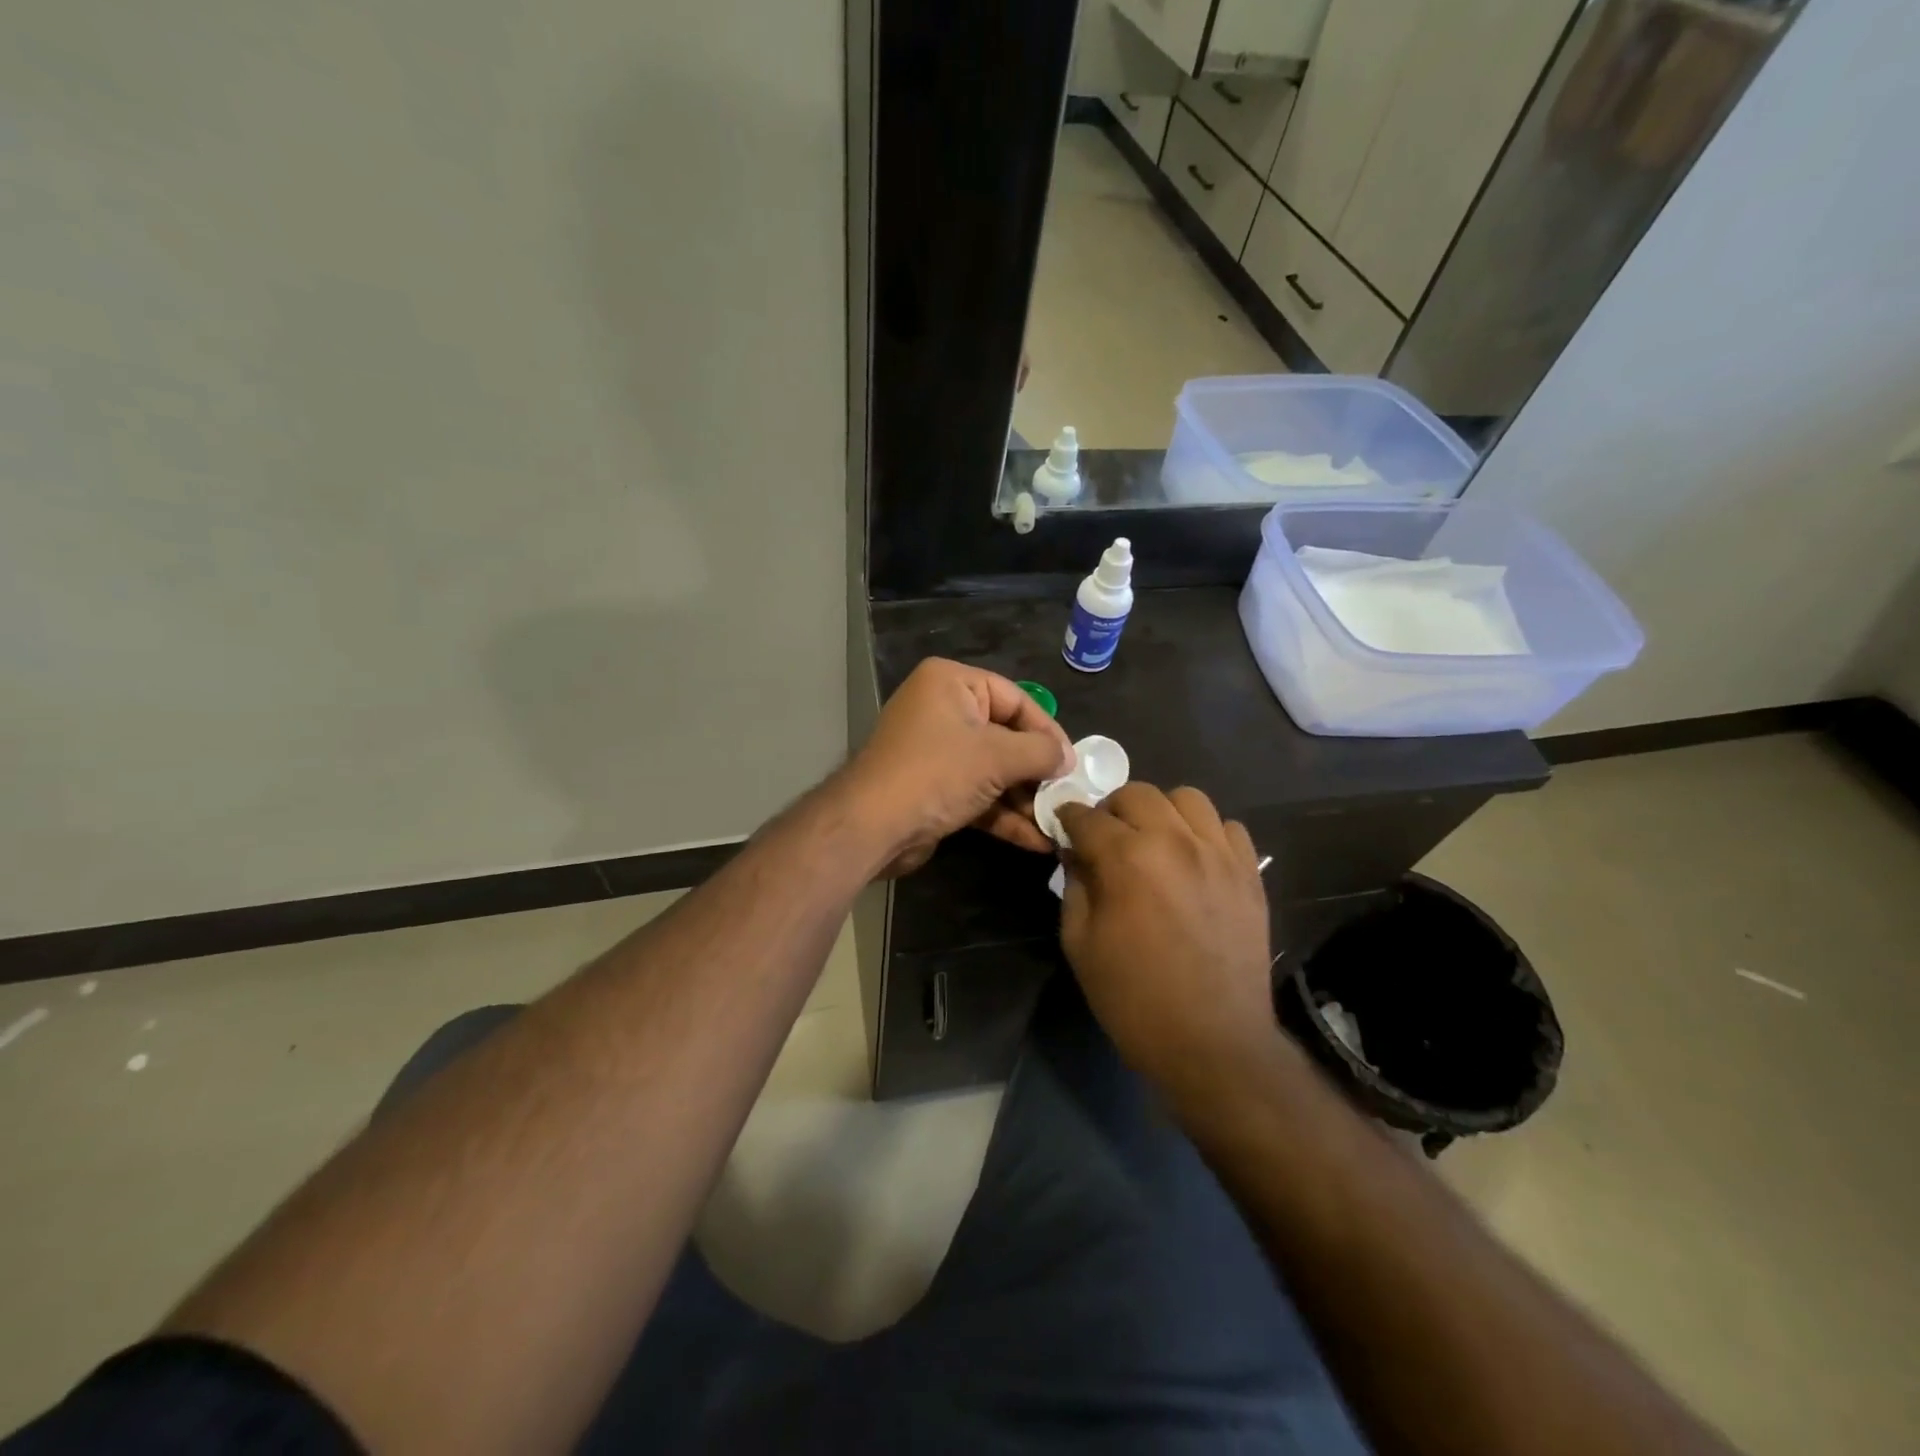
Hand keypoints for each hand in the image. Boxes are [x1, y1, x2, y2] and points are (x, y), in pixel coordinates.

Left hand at [840, 659, 1074, 875]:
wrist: (872, 826)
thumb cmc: (936, 773)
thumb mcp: (996, 756)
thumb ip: (1040, 752)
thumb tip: (1068, 759)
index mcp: (951, 683)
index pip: (1015, 698)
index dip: (1048, 730)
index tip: (1073, 762)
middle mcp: (942, 710)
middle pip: (1005, 736)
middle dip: (1037, 771)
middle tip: (1068, 794)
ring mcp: (936, 752)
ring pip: (993, 770)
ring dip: (1025, 799)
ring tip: (1059, 822)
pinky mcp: (934, 788)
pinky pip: (978, 794)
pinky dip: (1004, 815)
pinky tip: (1036, 840)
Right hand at [1056, 784, 1275, 1089]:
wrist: (1212, 1043)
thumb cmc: (1134, 999)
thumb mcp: (1080, 944)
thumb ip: (1075, 886)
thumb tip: (1076, 854)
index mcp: (1127, 859)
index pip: (1087, 817)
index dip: (1067, 818)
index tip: (1062, 826)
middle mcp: (1175, 842)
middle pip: (1137, 794)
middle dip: (1111, 809)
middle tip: (1105, 838)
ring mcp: (1219, 854)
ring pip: (1187, 798)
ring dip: (1160, 812)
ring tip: (1153, 840)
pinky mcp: (1249, 873)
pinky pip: (1228, 827)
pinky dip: (1205, 832)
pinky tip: (1194, 858)